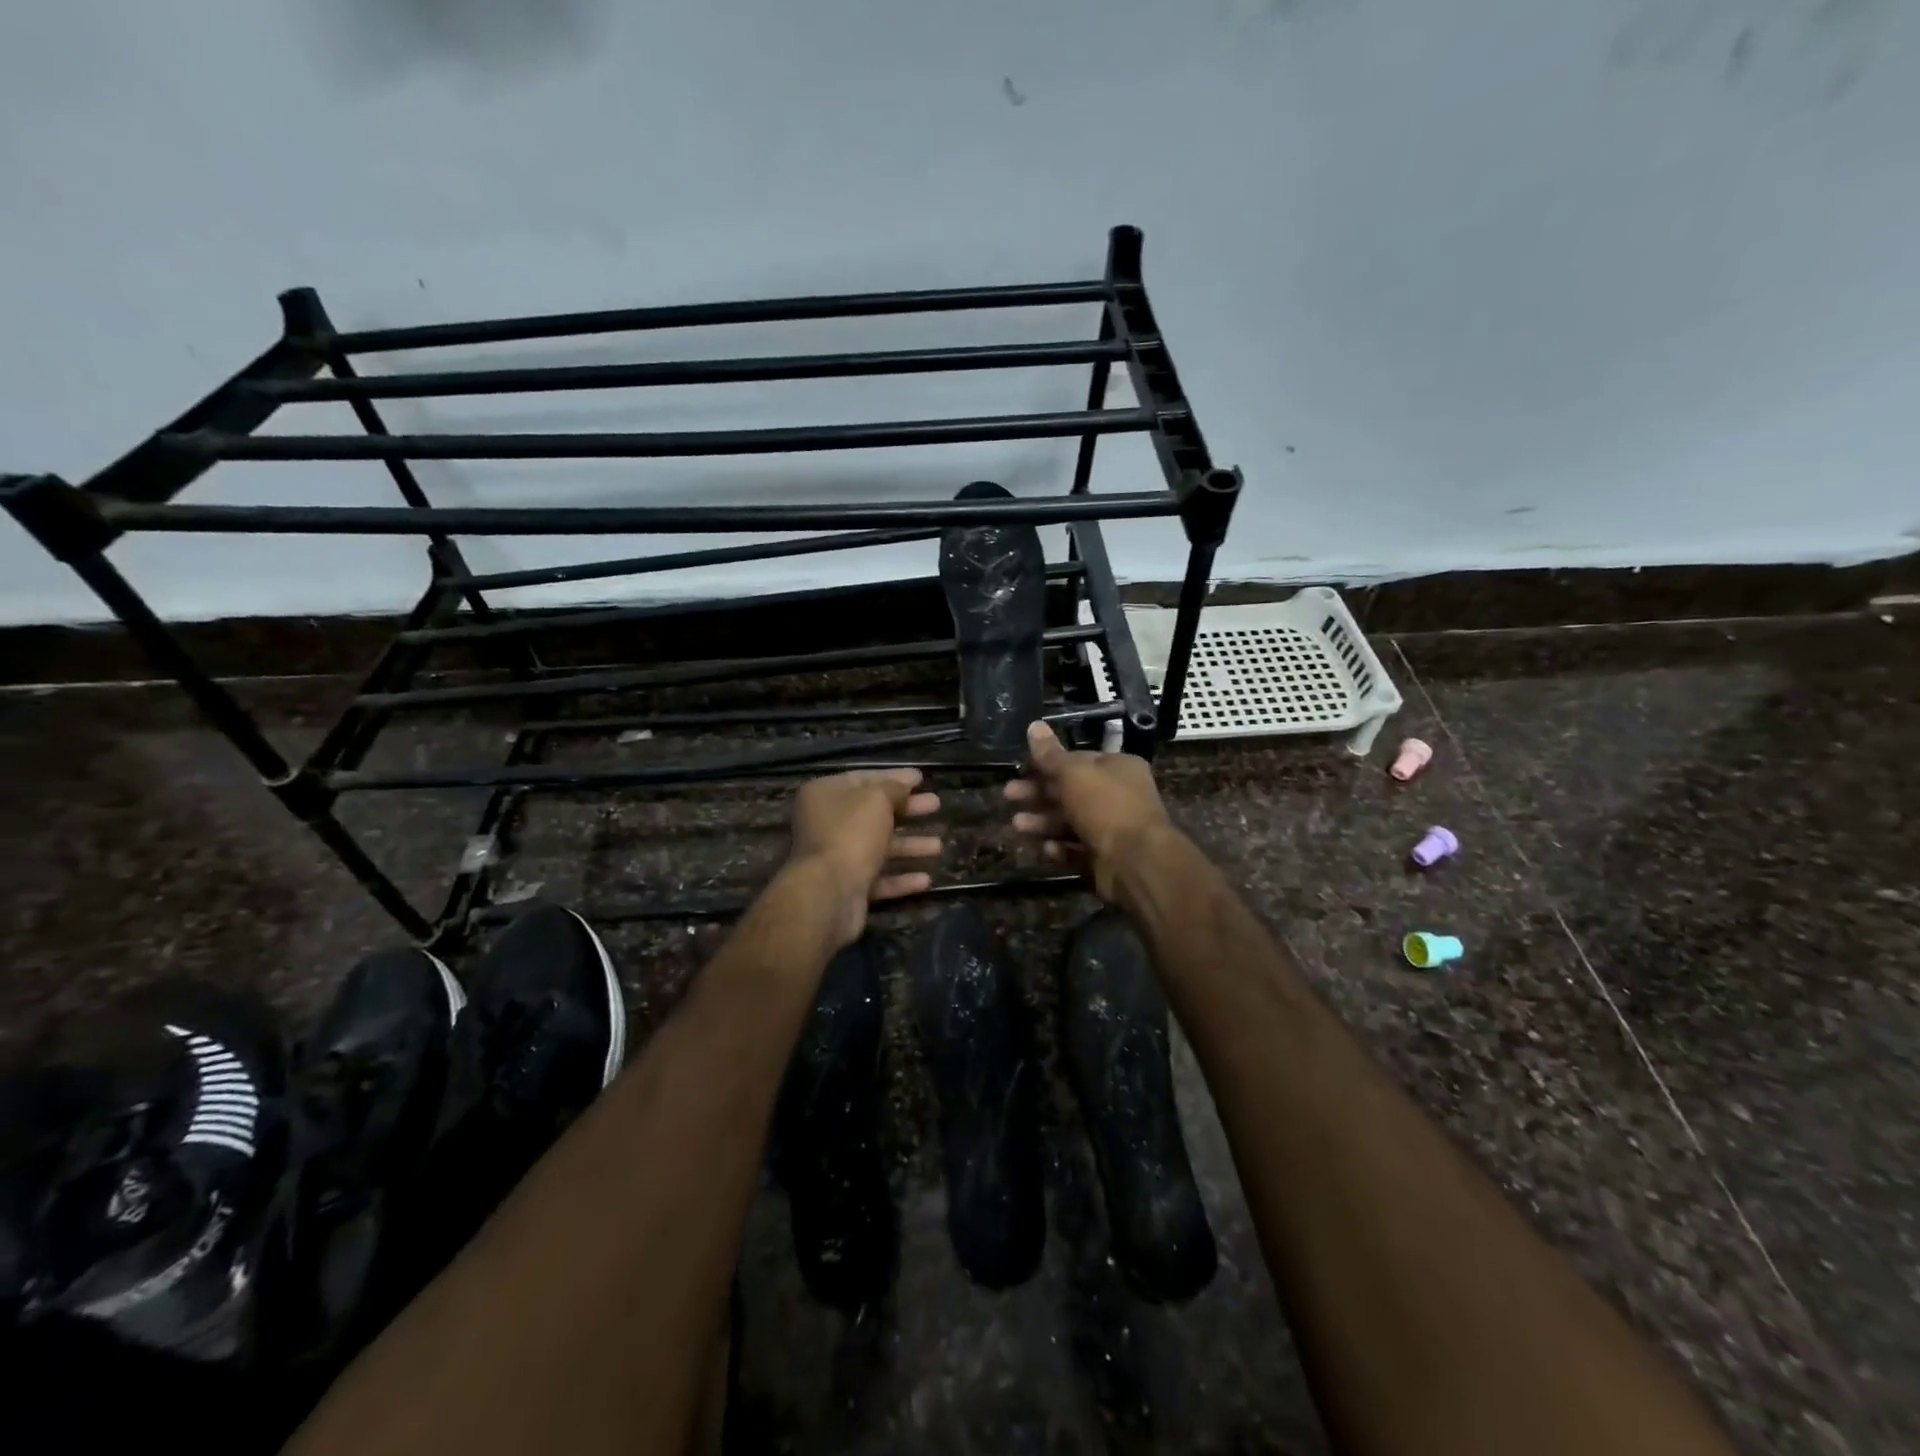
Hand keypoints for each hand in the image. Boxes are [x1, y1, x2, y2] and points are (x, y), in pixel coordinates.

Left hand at [788, 768, 941, 946]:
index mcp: (824, 795)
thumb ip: (894, 787)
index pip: (863, 779)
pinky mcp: (846, 887)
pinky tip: (926, 880)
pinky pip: (878, 878)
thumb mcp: (876, 800)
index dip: (894, 778)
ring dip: (909, 845)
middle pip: (873, 813)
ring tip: (939, 845)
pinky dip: (900, 878)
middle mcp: (825, 824)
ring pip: (878, 847)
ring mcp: (835, 858)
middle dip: (907, 810)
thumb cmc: (852, 834)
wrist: (829, 893)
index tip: (921, 779)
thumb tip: (905, 782)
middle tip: (936, 805)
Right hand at [1004, 721, 1173, 901]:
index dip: (1048, 764)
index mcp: (1118, 768)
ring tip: (1017, 825)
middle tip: (1008, 795)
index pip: (1078, 760)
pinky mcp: (1106, 858)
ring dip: (1043, 822)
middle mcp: (1119, 795)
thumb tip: (1034, 725)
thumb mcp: (1073, 773)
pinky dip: (1061, 849)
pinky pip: (1078, 851)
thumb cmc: (1105, 806)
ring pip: (1071, 822)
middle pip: (1071, 791)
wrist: (1135, 861)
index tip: (1021, 769)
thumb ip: (1050, 754)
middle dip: (1038, 794)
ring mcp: (1113, 829)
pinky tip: (1047, 849)